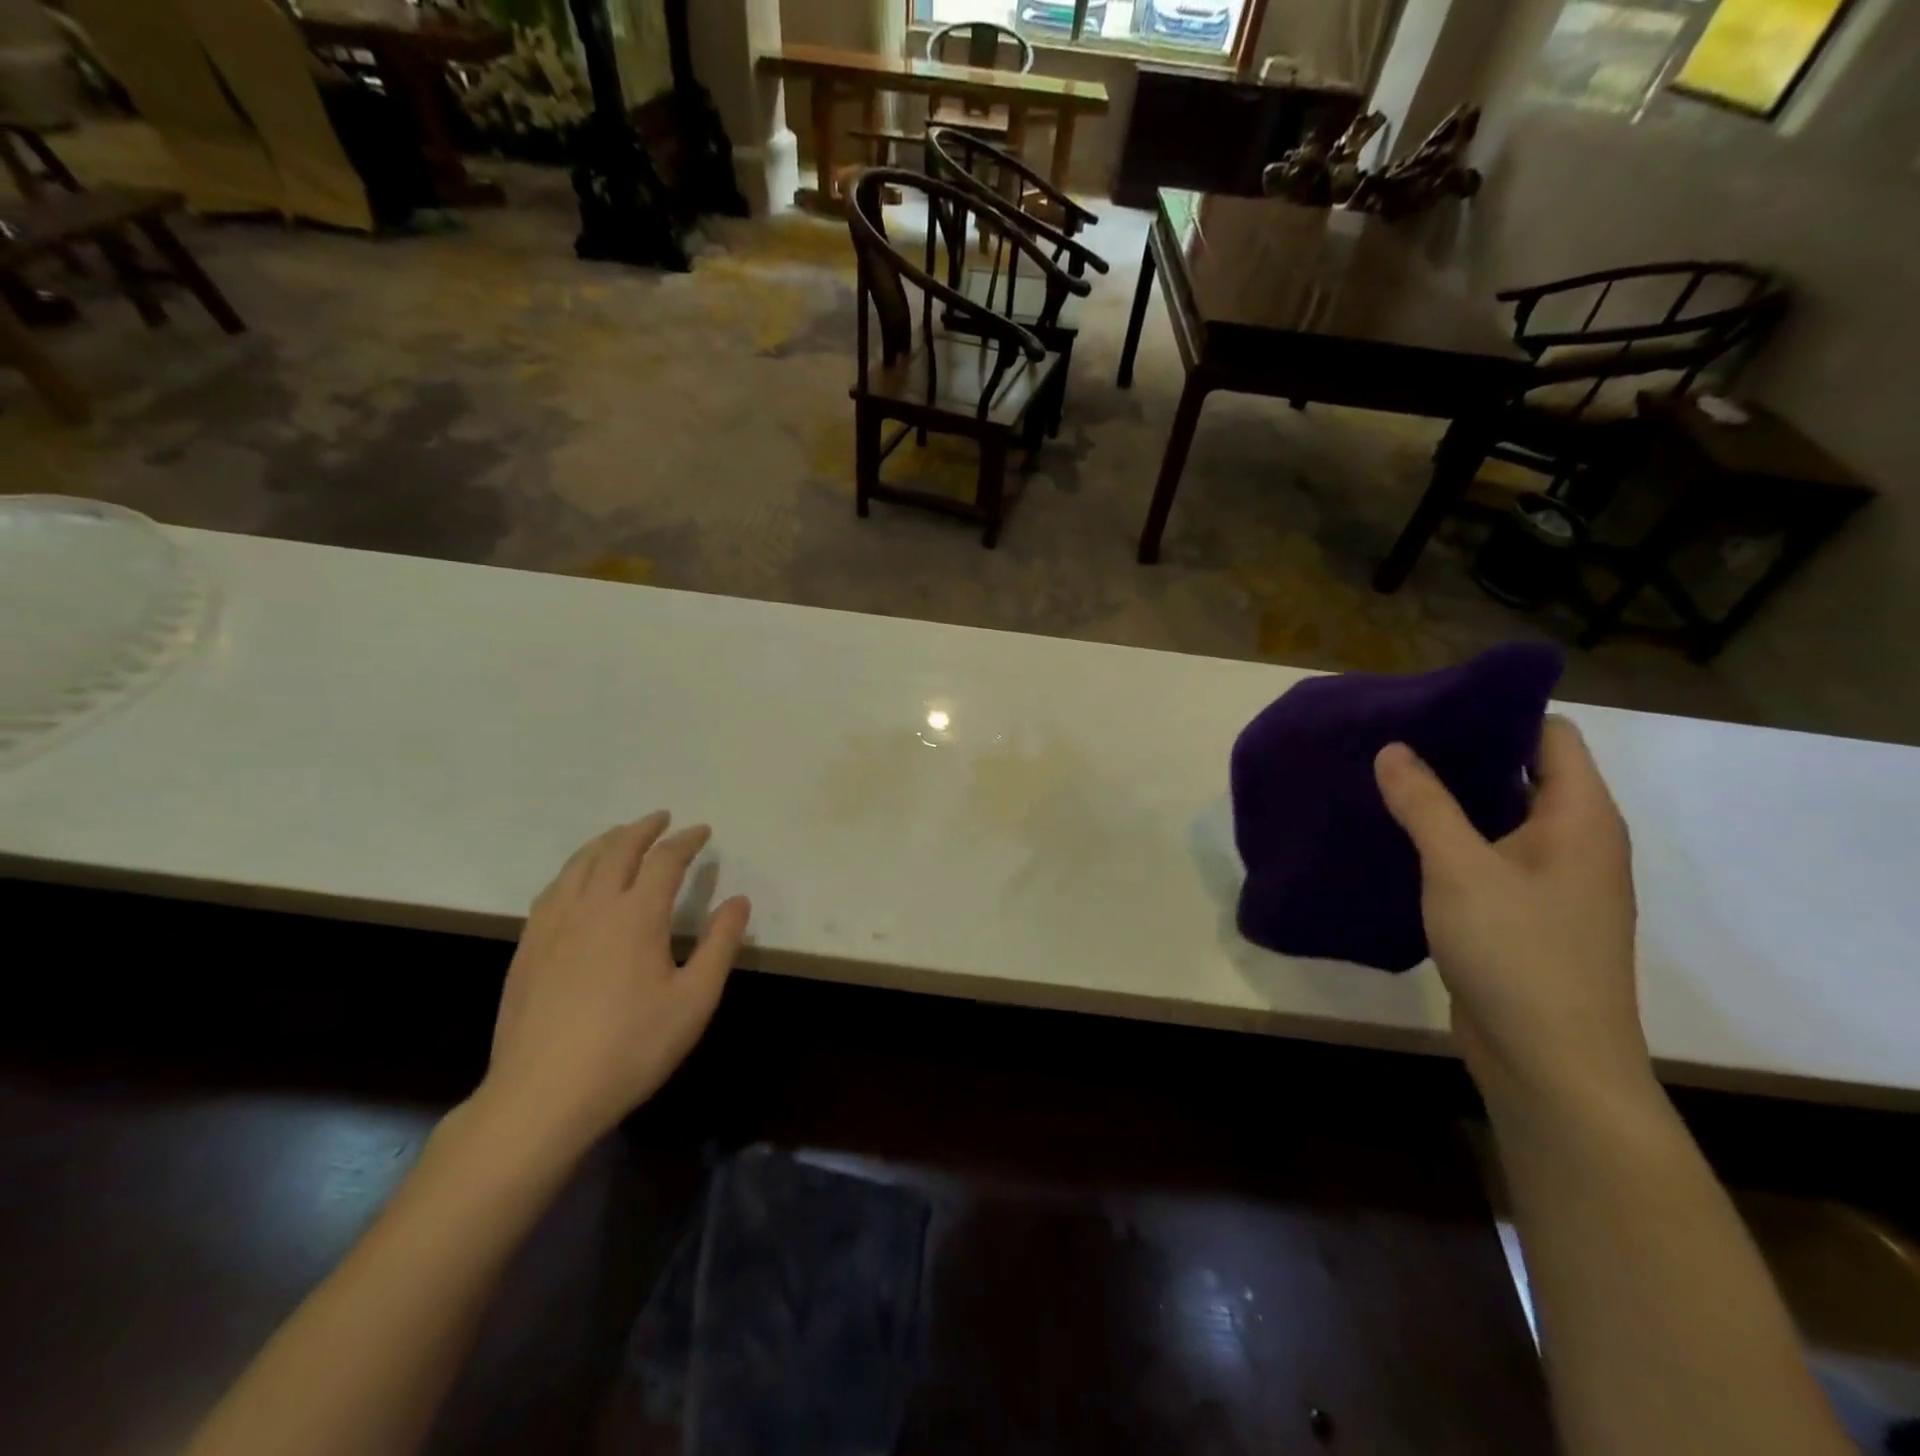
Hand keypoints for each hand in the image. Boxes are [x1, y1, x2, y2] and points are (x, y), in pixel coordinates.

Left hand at [478, 812, 750, 1154]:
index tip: (702, 831)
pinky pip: (552, 890)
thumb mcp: (694, 1000)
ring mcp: (553, 926)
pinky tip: (575, 881)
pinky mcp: (527, 949)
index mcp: (636, 915)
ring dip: (605, 842)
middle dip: (642, 829)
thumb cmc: (631, 1047)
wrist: (543, 1095)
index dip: (686, 841)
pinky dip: (573, 870)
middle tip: (661, 818)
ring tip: (620, 836)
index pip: (665, 860)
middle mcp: (592, 906)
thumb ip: (720, 944)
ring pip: (579, 865)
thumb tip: (738, 901)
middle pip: (617, 850)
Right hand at [1374, 717, 1648, 1110]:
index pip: (1550, 736)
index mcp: (1579, 819)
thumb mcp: (1461, 868)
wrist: (1551, 1062)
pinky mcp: (1521, 915)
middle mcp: (1573, 843)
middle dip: (1460, 753)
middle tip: (1392, 737)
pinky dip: (1446, 841)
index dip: (1497, 713)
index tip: (1432, 703)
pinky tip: (1396, 838)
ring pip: (1497, 818)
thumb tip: (1393, 748)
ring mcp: (1548, 882)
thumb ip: (1425, 804)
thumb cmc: (1518, 952)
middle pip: (1521, 774)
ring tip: (1384, 779)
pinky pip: (1484, 858)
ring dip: (1448, 799)